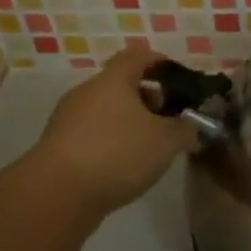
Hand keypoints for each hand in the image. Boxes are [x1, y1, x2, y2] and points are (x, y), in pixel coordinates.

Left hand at [21, 45, 196, 223]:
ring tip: (148, 149)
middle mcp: (87, 92)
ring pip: (106, 111)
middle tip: (167, 121)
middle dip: (147, 99)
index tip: (178, 81)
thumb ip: (186, 129)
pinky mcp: (57, 146)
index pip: (138, 56)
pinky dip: (110, 142)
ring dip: (128, 123)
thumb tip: (194, 126)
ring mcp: (68, 119)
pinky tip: (122, 167)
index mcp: (114, 80)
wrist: (57, 194)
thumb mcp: (166, 141)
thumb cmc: (117, 153)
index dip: (160, 63)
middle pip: (121, 84)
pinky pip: (91, 134)